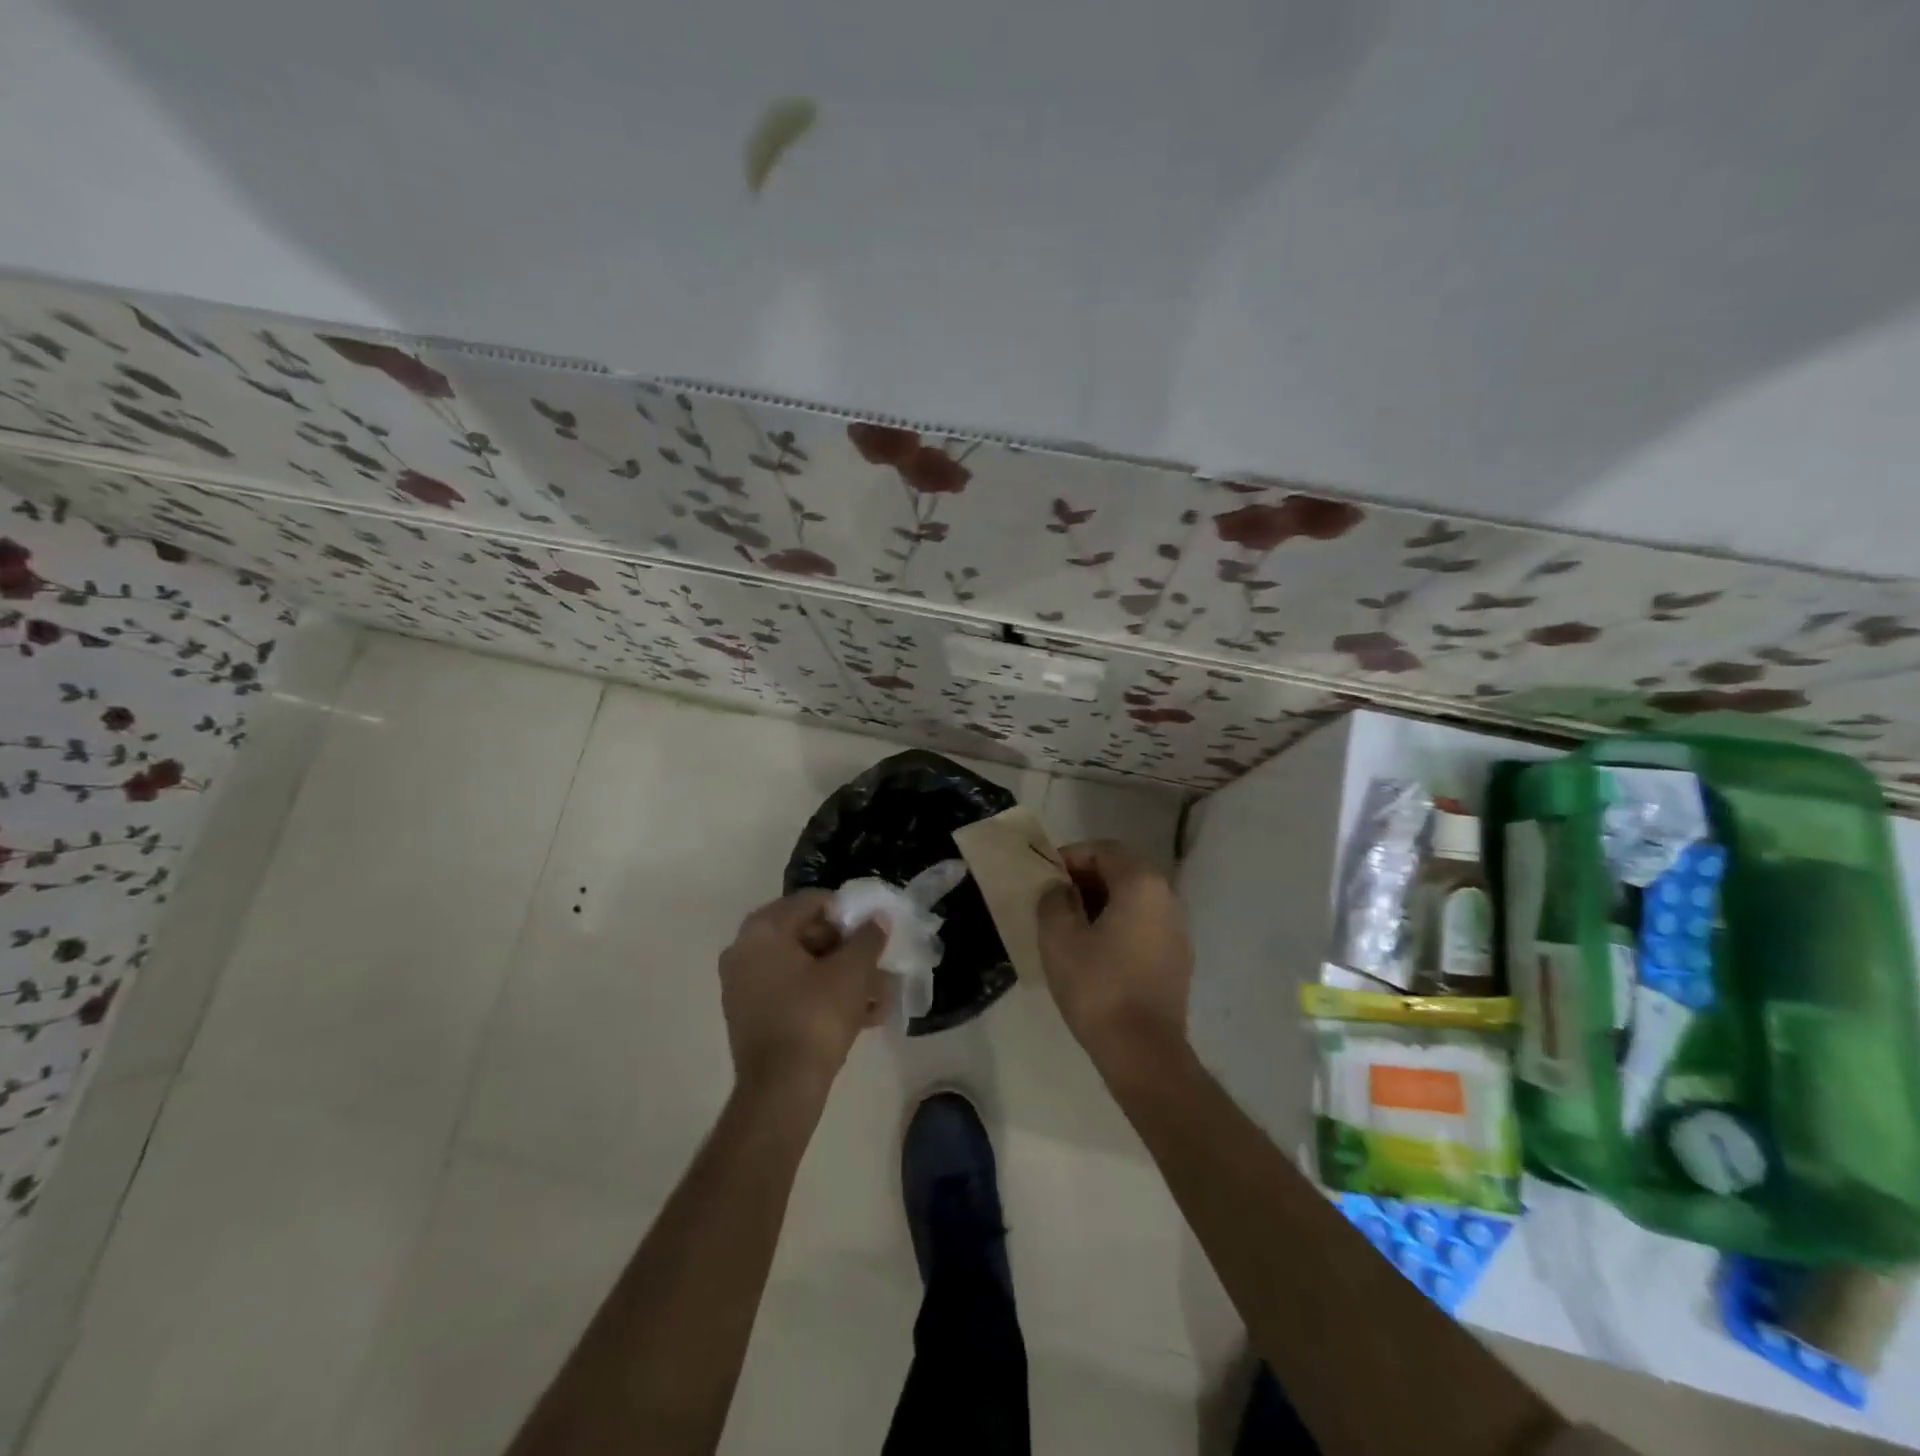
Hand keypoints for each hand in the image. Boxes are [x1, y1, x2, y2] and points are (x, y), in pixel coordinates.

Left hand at [719, 891, 887, 1095]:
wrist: (781, 1090)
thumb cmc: (816, 1016)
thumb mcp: (853, 971)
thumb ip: (868, 937)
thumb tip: (878, 919)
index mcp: (763, 929)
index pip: (813, 902)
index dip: (849, 912)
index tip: (875, 931)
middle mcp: (744, 950)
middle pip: (807, 934)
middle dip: (848, 950)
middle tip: (878, 965)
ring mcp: (743, 986)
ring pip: (803, 968)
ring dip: (842, 977)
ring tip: (878, 996)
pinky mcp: (750, 1016)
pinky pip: (792, 992)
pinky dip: (823, 997)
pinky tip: (861, 1016)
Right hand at [1036, 840, 1192, 1074]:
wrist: (1143, 1052)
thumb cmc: (1098, 986)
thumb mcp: (1059, 938)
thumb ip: (1053, 900)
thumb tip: (1059, 889)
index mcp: (1141, 884)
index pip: (1104, 850)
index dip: (1071, 856)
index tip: (1046, 876)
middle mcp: (1167, 897)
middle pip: (1122, 871)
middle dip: (1085, 879)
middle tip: (1054, 899)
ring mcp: (1177, 929)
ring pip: (1133, 900)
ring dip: (1101, 903)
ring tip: (1069, 925)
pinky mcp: (1177, 959)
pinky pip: (1143, 925)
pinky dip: (1118, 925)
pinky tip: (1094, 952)